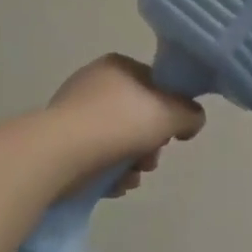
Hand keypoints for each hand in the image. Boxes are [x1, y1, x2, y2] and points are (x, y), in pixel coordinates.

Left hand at [45, 53, 205, 191]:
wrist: (59, 153)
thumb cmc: (119, 123)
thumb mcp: (170, 114)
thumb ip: (190, 114)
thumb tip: (191, 120)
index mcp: (118, 66)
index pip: (155, 84)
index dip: (170, 110)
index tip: (172, 135)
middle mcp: (94, 83)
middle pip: (137, 115)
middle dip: (150, 144)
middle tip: (151, 161)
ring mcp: (74, 113)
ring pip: (118, 139)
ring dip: (132, 162)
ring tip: (131, 178)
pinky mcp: (60, 142)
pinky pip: (95, 156)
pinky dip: (108, 171)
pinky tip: (114, 186)